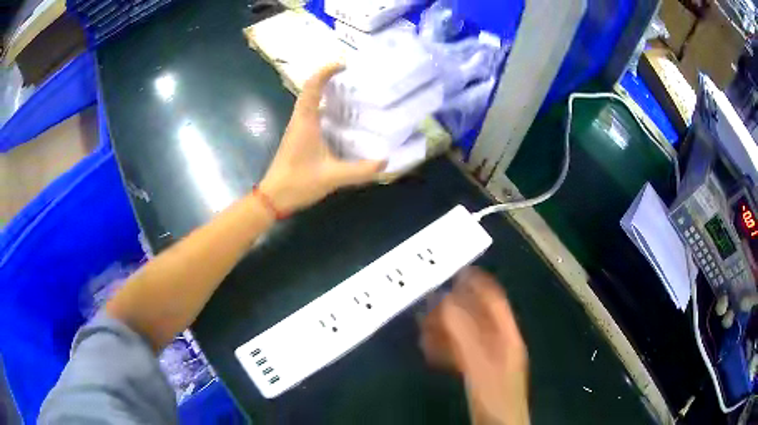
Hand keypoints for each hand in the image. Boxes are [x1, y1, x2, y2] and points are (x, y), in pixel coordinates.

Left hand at [259, 64, 384, 213]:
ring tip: (353, 95)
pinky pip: (313, 115)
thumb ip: (360, 170)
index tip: (344, 65)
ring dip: (328, 94)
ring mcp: (298, 129)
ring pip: (312, 102)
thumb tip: (385, 162)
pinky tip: (343, 120)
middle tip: (354, 79)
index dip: (326, 71)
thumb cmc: (298, 182)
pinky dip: (327, 110)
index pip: (312, 86)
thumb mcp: (332, 176)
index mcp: (305, 121)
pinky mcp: (299, 138)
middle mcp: (300, 120)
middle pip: (312, 90)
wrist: (273, 198)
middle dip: (330, 80)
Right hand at [420, 267, 529, 424]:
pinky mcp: (477, 370)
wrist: (498, 423)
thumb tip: (443, 301)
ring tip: (422, 327)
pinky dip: (444, 347)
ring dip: (444, 328)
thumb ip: (463, 333)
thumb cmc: (495, 393)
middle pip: (475, 316)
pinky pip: (460, 352)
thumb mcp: (480, 363)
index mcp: (506, 335)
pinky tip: (429, 349)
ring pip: (465, 333)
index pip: (494, 300)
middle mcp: (498, 341)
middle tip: (427, 302)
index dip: (478, 283)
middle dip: (452, 307)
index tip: (456, 270)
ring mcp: (488, 356)